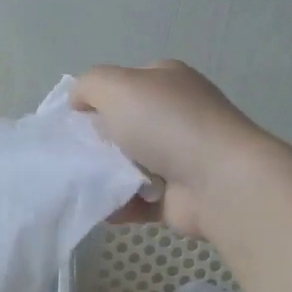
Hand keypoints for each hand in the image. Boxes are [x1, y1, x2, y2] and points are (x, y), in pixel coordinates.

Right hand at [71, 61, 270, 237]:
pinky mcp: (179, 195)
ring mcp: (181, 157)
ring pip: (129, 165)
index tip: (73, 120)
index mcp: (167, 81)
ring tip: (85, 185)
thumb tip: (78, 102)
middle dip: (98, 141)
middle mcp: (176, 115)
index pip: (125, 83)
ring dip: (106, 177)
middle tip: (75, 155)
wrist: (218, 181)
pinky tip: (105, 209)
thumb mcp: (117, 86)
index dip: (97, 99)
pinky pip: (138, 200)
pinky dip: (121, 205)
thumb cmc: (166, 125)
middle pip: (124, 126)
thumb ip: (89, 86)